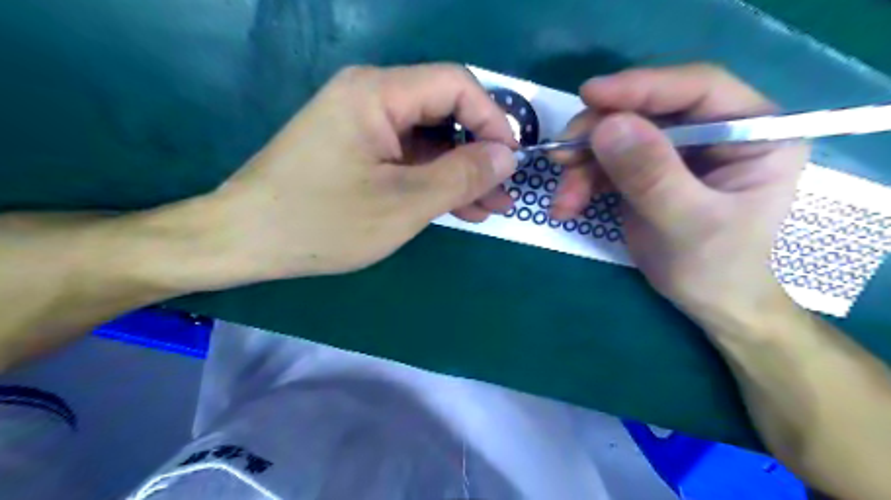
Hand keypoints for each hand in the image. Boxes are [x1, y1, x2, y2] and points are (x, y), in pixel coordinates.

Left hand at [194, 65, 516, 287]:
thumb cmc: (322, 222)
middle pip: (444, 113)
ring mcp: (362, 125)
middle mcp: (370, 97)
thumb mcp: (403, 203)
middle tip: (503, 194)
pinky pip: (407, 158)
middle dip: (479, 154)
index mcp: (378, 93)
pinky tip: (457, 207)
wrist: (245, 240)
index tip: (511, 162)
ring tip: (488, 208)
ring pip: (429, 140)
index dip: (492, 120)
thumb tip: (507, 156)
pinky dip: (433, 180)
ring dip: (460, 173)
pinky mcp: (357, 150)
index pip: (456, 86)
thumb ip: (461, 175)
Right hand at [552, 65, 808, 326]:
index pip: (697, 89)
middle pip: (647, 111)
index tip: (589, 95)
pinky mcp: (648, 170)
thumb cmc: (716, 267)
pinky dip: (581, 183)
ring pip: (617, 138)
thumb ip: (651, 175)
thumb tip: (606, 126)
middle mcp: (714, 131)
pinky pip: (606, 163)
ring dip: (582, 167)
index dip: (642, 87)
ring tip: (563, 201)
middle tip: (561, 156)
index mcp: (752, 131)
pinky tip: (567, 207)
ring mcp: (677, 151)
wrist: (708, 301)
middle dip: (598, 135)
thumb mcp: (688, 223)